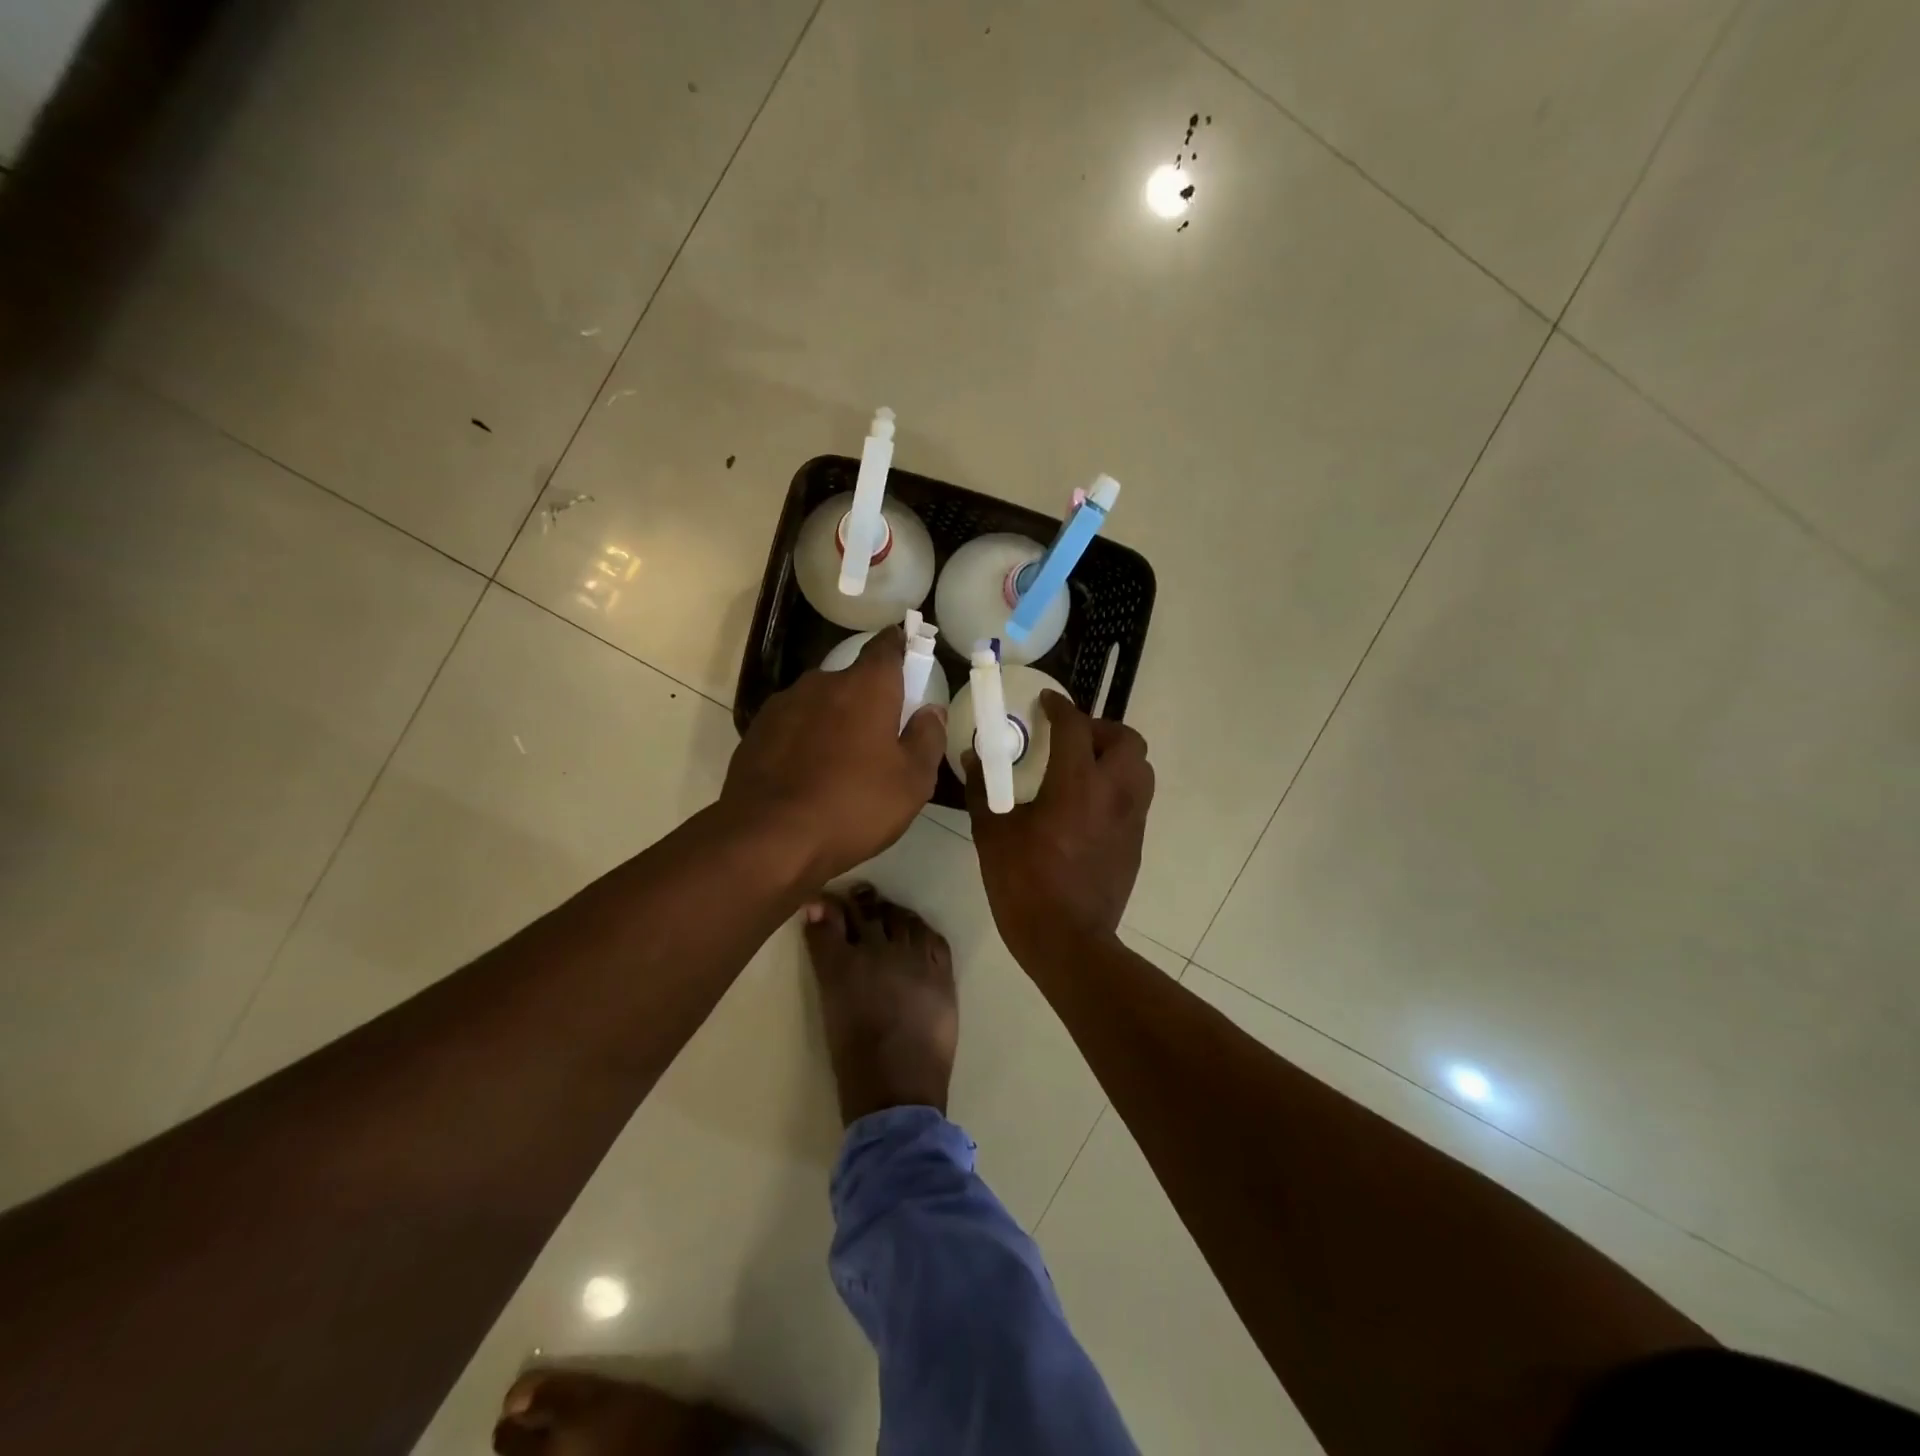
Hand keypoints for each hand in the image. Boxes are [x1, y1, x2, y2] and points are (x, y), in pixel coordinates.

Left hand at [722, 627, 946, 882]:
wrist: (768, 838)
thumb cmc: (854, 806)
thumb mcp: (912, 781)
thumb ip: (927, 738)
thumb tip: (931, 710)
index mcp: (866, 686)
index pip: (886, 646)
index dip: (900, 646)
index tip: (909, 652)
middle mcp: (822, 682)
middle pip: (852, 679)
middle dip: (868, 698)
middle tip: (881, 735)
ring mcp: (783, 705)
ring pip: (820, 703)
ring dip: (834, 720)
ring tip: (842, 762)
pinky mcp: (756, 732)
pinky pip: (793, 726)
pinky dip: (805, 740)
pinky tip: (809, 775)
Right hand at [966, 692, 1153, 963]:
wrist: (1067, 941)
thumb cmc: (1024, 884)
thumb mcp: (993, 835)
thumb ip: (983, 790)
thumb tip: (973, 758)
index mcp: (1076, 785)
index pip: (1075, 727)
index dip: (1060, 707)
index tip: (1047, 702)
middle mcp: (1113, 793)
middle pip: (1127, 739)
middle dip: (1100, 729)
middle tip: (1072, 738)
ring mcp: (1131, 819)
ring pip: (1141, 768)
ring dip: (1116, 756)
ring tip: (1085, 767)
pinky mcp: (1136, 842)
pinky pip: (1136, 798)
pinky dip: (1118, 786)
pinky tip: (1089, 805)